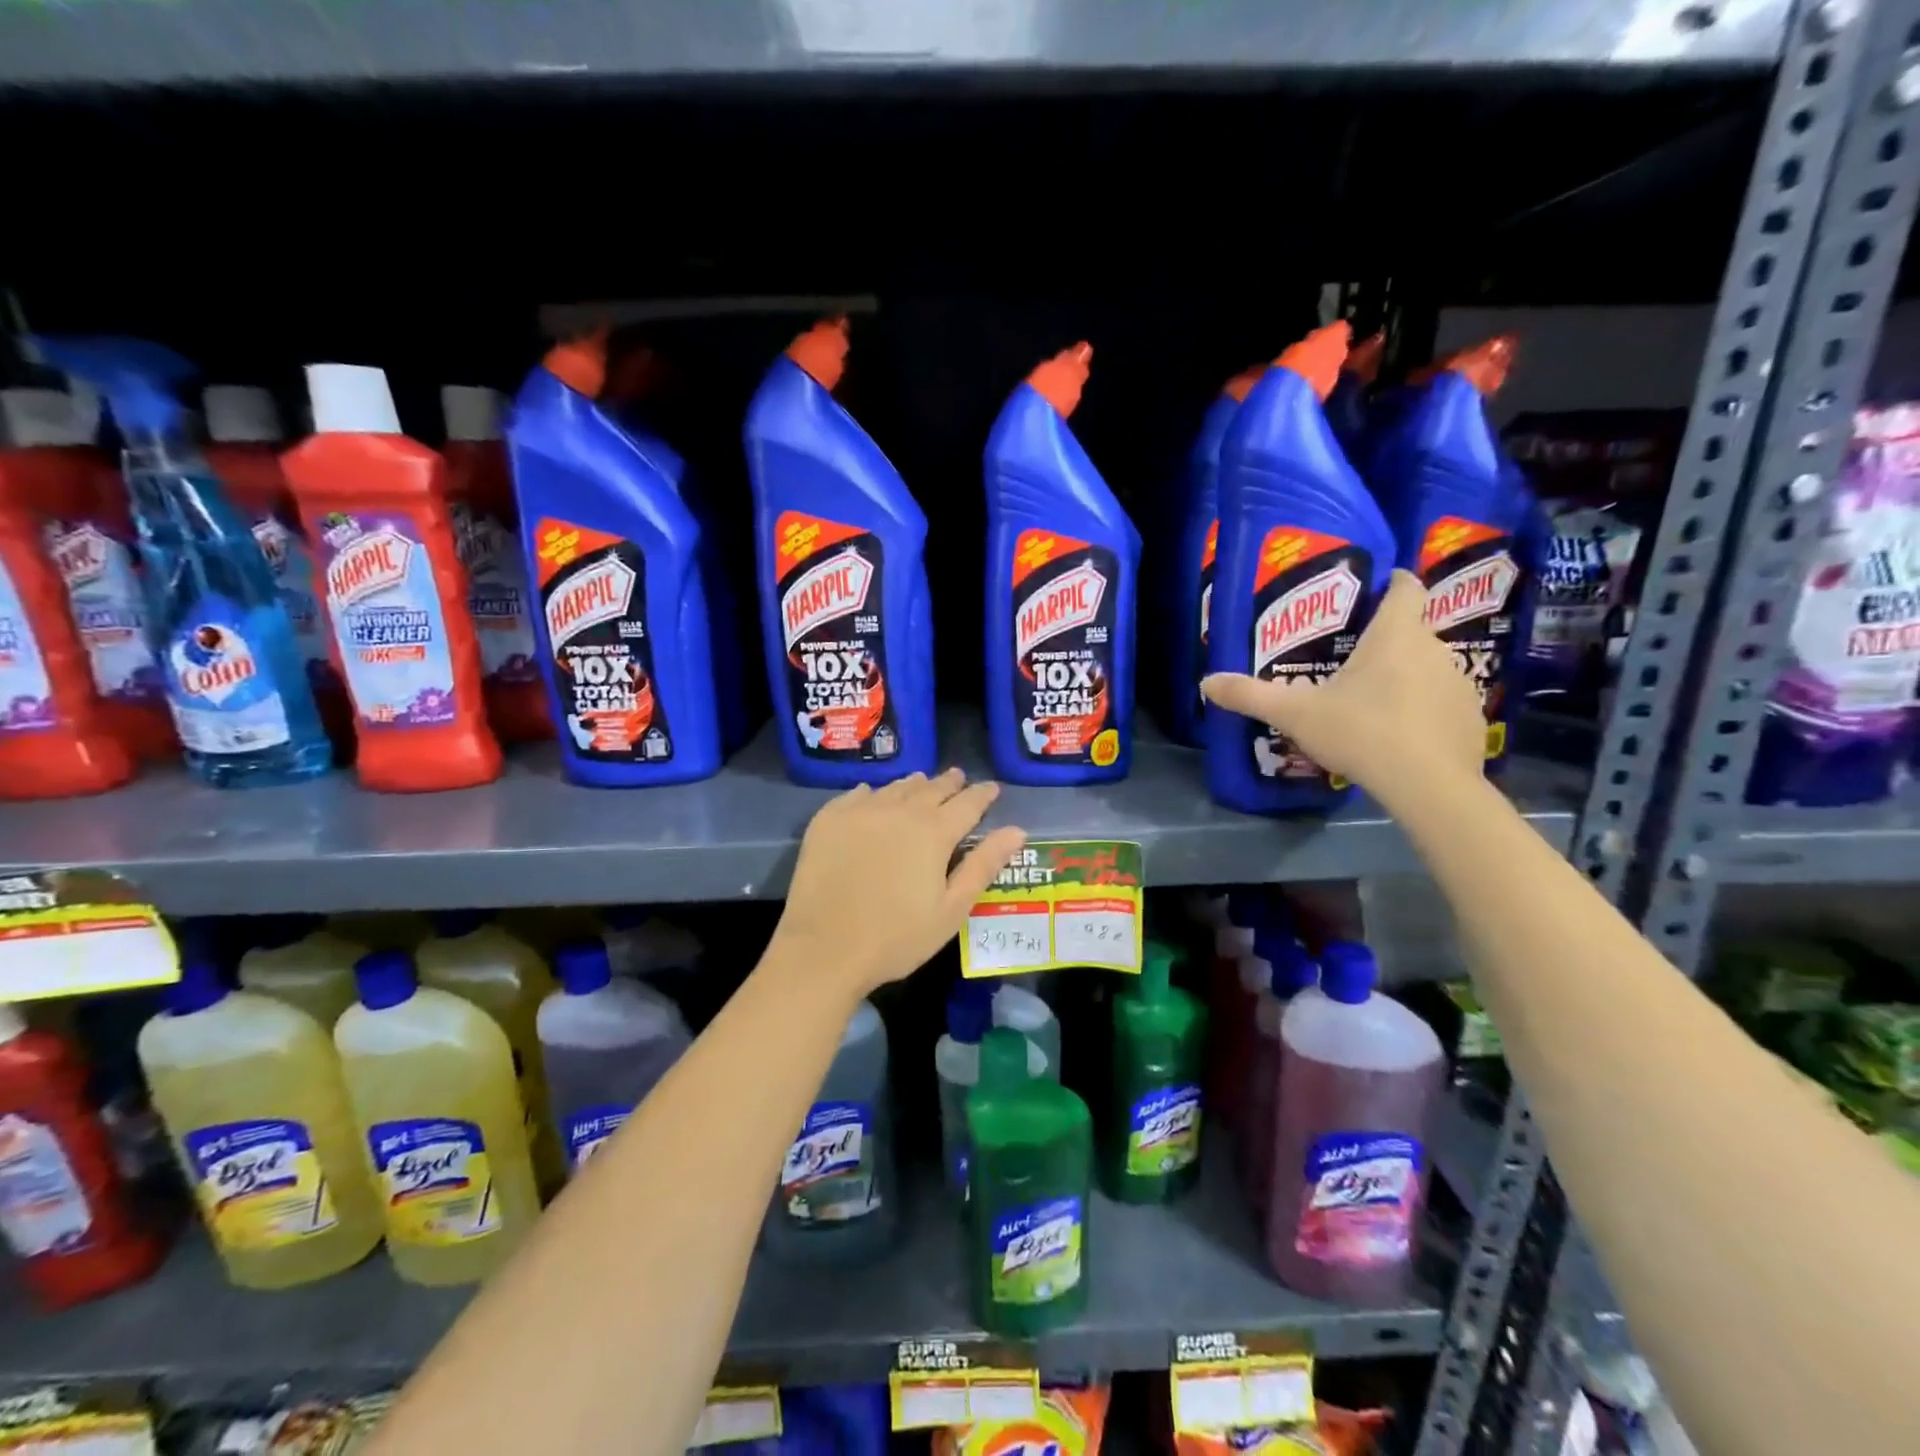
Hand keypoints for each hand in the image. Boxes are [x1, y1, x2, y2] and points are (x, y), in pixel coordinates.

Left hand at [772, 769, 1027, 996]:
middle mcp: (900, 810)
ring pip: (896, 788)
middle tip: (958, 777)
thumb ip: (983, 865)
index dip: (983, 794)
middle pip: (931, 788)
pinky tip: (873, 796)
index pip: (968, 803)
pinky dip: (874, 793)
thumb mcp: (951, 909)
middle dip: (949, 783)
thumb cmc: (896, 937)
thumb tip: (1016, 830)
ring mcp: (861, 811)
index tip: (992, 788)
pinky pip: (858, 795)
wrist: (823, 948)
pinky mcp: (829, 819)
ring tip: (922, 783)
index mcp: (934, 832)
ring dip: (914, 785)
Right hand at [1200, 570, 1483, 797]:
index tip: (1377, 587)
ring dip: (1404, 676)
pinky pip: (1442, 702)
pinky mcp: (1470, 718)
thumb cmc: (1361, 731)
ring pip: (1427, 668)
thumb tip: (1206, 683)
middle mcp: (1434, 649)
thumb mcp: (1295, 714)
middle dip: (1385, 640)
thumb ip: (1251, 695)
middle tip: (1349, 658)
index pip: (1406, 588)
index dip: (1394, 581)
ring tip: (1372, 701)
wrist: (1428, 785)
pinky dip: (1423, 710)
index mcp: (1395, 635)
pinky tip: (1400, 734)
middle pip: (1412, 631)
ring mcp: (1459, 683)